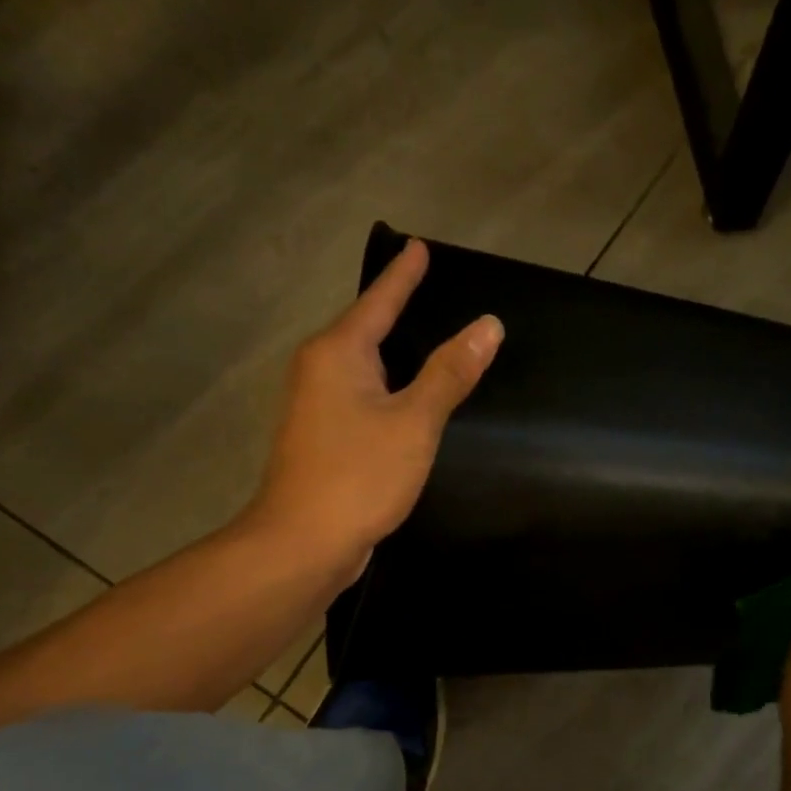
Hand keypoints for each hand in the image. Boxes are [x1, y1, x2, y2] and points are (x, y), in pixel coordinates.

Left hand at [249, 239, 503, 571]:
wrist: (303, 543)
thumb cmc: (359, 475)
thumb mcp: (414, 421)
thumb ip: (449, 372)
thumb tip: (488, 324)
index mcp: (337, 354)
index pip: (378, 301)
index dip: (403, 276)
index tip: (419, 247)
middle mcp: (318, 372)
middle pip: (363, 331)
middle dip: (394, 312)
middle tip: (429, 291)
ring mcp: (314, 409)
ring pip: (359, 369)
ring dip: (389, 356)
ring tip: (423, 341)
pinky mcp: (320, 442)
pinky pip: (359, 400)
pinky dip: (384, 392)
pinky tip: (402, 401)